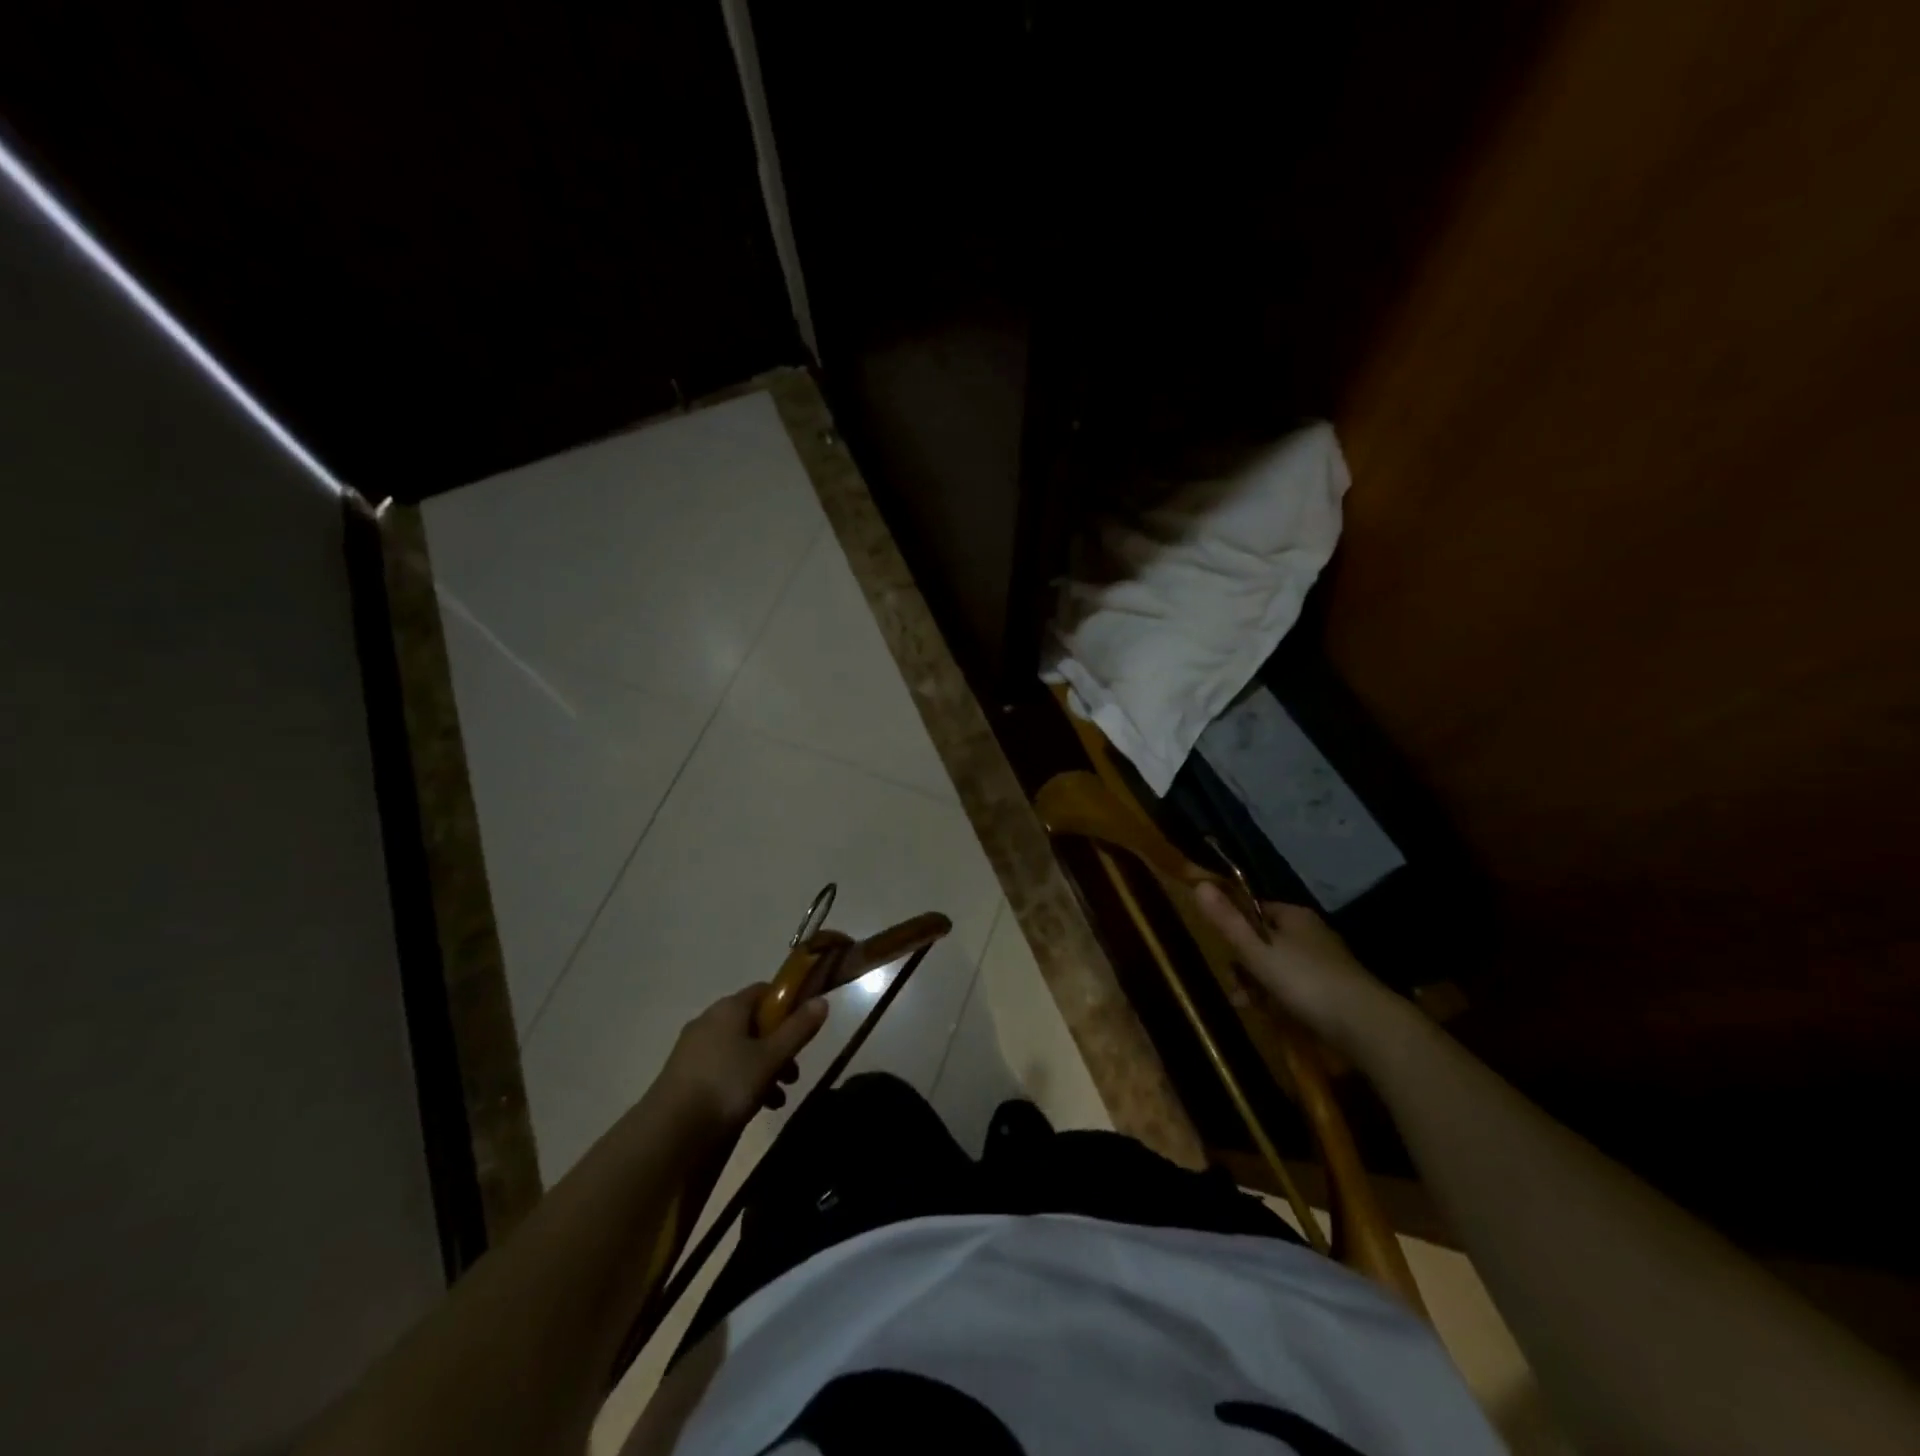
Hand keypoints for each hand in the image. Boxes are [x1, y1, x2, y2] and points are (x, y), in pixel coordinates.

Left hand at [657, 984, 828, 1135]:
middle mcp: (709, 1021)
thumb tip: (822, 1000)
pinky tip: (756, 1107)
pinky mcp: (684, 1076)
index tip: (803, 1026)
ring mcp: (693, 1049)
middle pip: (753, 1023)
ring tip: (779, 1097)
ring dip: (763, 1067)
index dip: (787, 1004)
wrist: (669, 1133)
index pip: (764, 991)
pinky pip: (722, 1069)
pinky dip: (742, 1081)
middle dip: (778, 1044)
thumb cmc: (727, 1085)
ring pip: (739, 1049)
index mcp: (729, 1008)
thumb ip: (798, 1029)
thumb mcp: (771, 1058)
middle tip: (794, 1071)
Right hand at [1193, 883, 1396, 1057]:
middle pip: (1264, 942)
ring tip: (1250, 1008)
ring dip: (1259, 986)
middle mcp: (1311, 934)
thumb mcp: (1257, 951)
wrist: (1366, 1025)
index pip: (1255, 910)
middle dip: (1244, 966)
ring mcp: (1325, 963)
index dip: (1235, 929)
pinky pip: (1296, 988)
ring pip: (1278, 968)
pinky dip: (1281, 1000)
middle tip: (1236, 989)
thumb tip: (1199, 885)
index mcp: (1294, 916)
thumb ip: (1228, 921)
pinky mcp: (1335, 991)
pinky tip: (1274, 1017)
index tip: (1224, 953)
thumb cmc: (1305, 981)